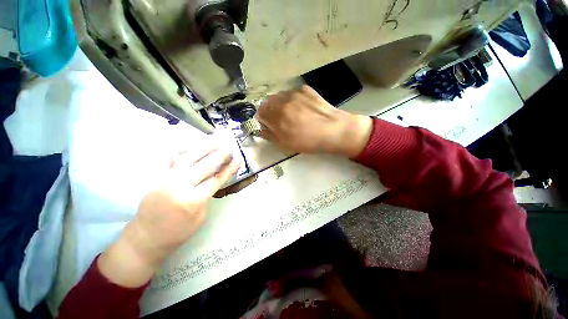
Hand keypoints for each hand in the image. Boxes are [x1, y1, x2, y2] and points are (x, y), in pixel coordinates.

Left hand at [98, 147, 239, 287]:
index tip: (238, 160)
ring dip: (204, 148)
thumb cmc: (177, 233)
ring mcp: (167, 179)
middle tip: (229, 147)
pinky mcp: (158, 178)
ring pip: (189, 158)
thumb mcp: (200, 217)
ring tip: (215, 140)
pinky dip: (184, 153)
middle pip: (205, 165)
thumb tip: (210, 180)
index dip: (229, 169)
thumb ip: (206, 196)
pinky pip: (172, 161)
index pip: (216, 179)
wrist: (145, 239)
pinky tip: (192, 146)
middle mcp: (180, 186)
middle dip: (219, 155)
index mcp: (193, 200)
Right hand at [257, 85, 372, 157]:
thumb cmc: (309, 141)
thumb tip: (262, 129)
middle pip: (268, 102)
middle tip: (280, 121)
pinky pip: (291, 93)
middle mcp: (283, 100)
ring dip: (280, 104)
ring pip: (279, 96)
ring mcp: (294, 92)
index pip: (260, 113)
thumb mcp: (286, 144)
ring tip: (291, 114)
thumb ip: (270, 135)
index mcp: (277, 115)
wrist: (333, 130)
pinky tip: (302, 108)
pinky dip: (291, 100)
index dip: (264, 121)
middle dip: (270, 111)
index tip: (270, 126)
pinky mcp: (305, 89)